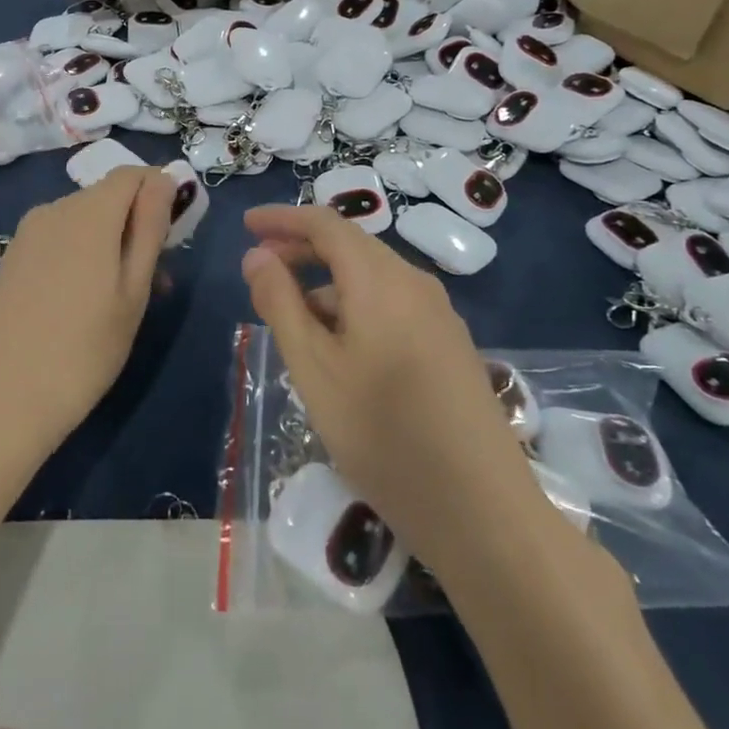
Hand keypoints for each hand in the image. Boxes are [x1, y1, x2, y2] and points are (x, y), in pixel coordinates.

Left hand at [0, 167, 174, 449]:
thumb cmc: (82, 350)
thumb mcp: (133, 290)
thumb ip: (150, 227)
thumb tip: (164, 178)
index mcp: (88, 211)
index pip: (132, 174)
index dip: (159, 193)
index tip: (175, 236)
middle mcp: (53, 210)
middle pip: (108, 197)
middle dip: (138, 225)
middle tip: (156, 282)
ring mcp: (27, 236)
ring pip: (84, 222)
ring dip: (112, 244)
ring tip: (125, 301)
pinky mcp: (11, 262)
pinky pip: (59, 241)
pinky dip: (83, 257)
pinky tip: (86, 305)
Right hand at [241, 205, 576, 569]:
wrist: (481, 509)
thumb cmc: (383, 434)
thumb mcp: (314, 368)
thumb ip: (281, 304)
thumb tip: (256, 254)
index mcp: (381, 279)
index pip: (326, 224)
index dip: (283, 219)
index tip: (246, 225)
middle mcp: (415, 283)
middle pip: (351, 247)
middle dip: (302, 251)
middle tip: (260, 268)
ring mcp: (439, 315)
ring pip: (371, 280)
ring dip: (326, 286)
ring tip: (292, 321)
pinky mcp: (449, 345)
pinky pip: (392, 306)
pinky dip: (354, 309)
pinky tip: (339, 350)